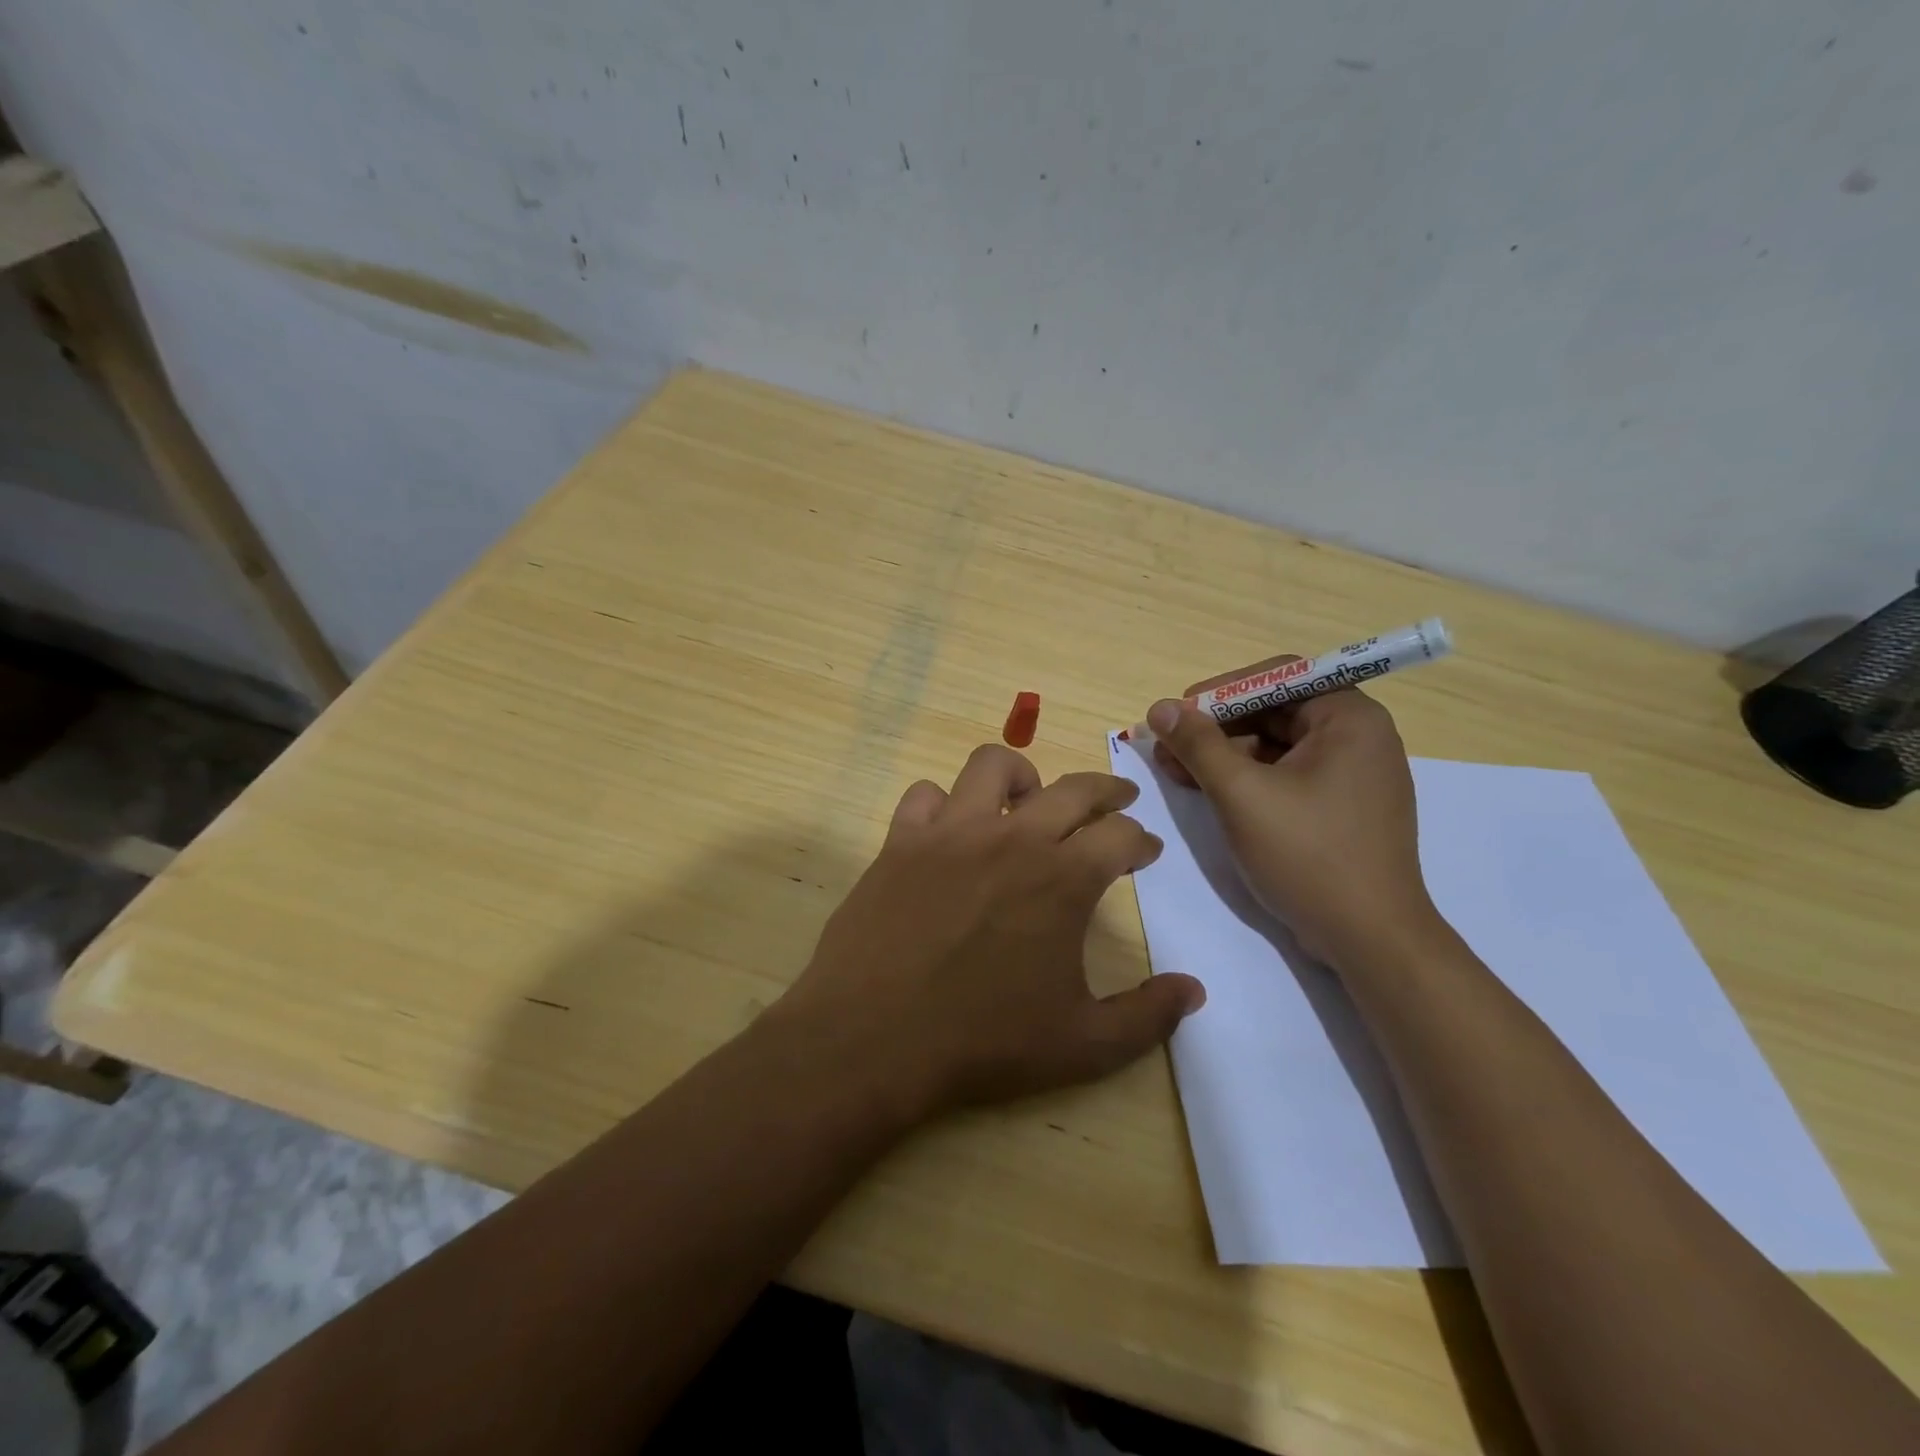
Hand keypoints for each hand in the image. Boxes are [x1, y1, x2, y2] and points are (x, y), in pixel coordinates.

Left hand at [774, 745, 1205, 1120]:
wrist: (873, 1038)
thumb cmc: (983, 1042)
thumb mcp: (1083, 1045)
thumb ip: (1147, 1016)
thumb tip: (1194, 990)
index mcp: (1063, 878)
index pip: (1120, 836)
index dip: (1141, 841)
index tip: (1145, 850)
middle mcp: (1012, 838)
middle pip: (1073, 788)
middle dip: (1106, 791)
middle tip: (1118, 802)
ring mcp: (951, 832)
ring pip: (993, 766)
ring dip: (1022, 776)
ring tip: (1029, 798)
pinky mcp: (901, 840)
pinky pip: (926, 795)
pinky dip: (944, 804)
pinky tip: (950, 829)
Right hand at [1146, 664, 1437, 968]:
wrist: (1370, 939)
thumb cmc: (1309, 856)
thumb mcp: (1242, 795)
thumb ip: (1198, 745)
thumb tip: (1159, 708)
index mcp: (1349, 718)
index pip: (1277, 677)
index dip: (1220, 691)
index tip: (1177, 715)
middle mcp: (1359, 736)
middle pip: (1274, 711)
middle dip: (1216, 728)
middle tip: (1169, 748)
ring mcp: (1353, 774)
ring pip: (1277, 746)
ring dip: (1225, 755)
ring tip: (1177, 772)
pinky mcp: (1342, 807)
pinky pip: (1287, 775)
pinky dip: (1247, 779)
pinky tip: (1209, 792)